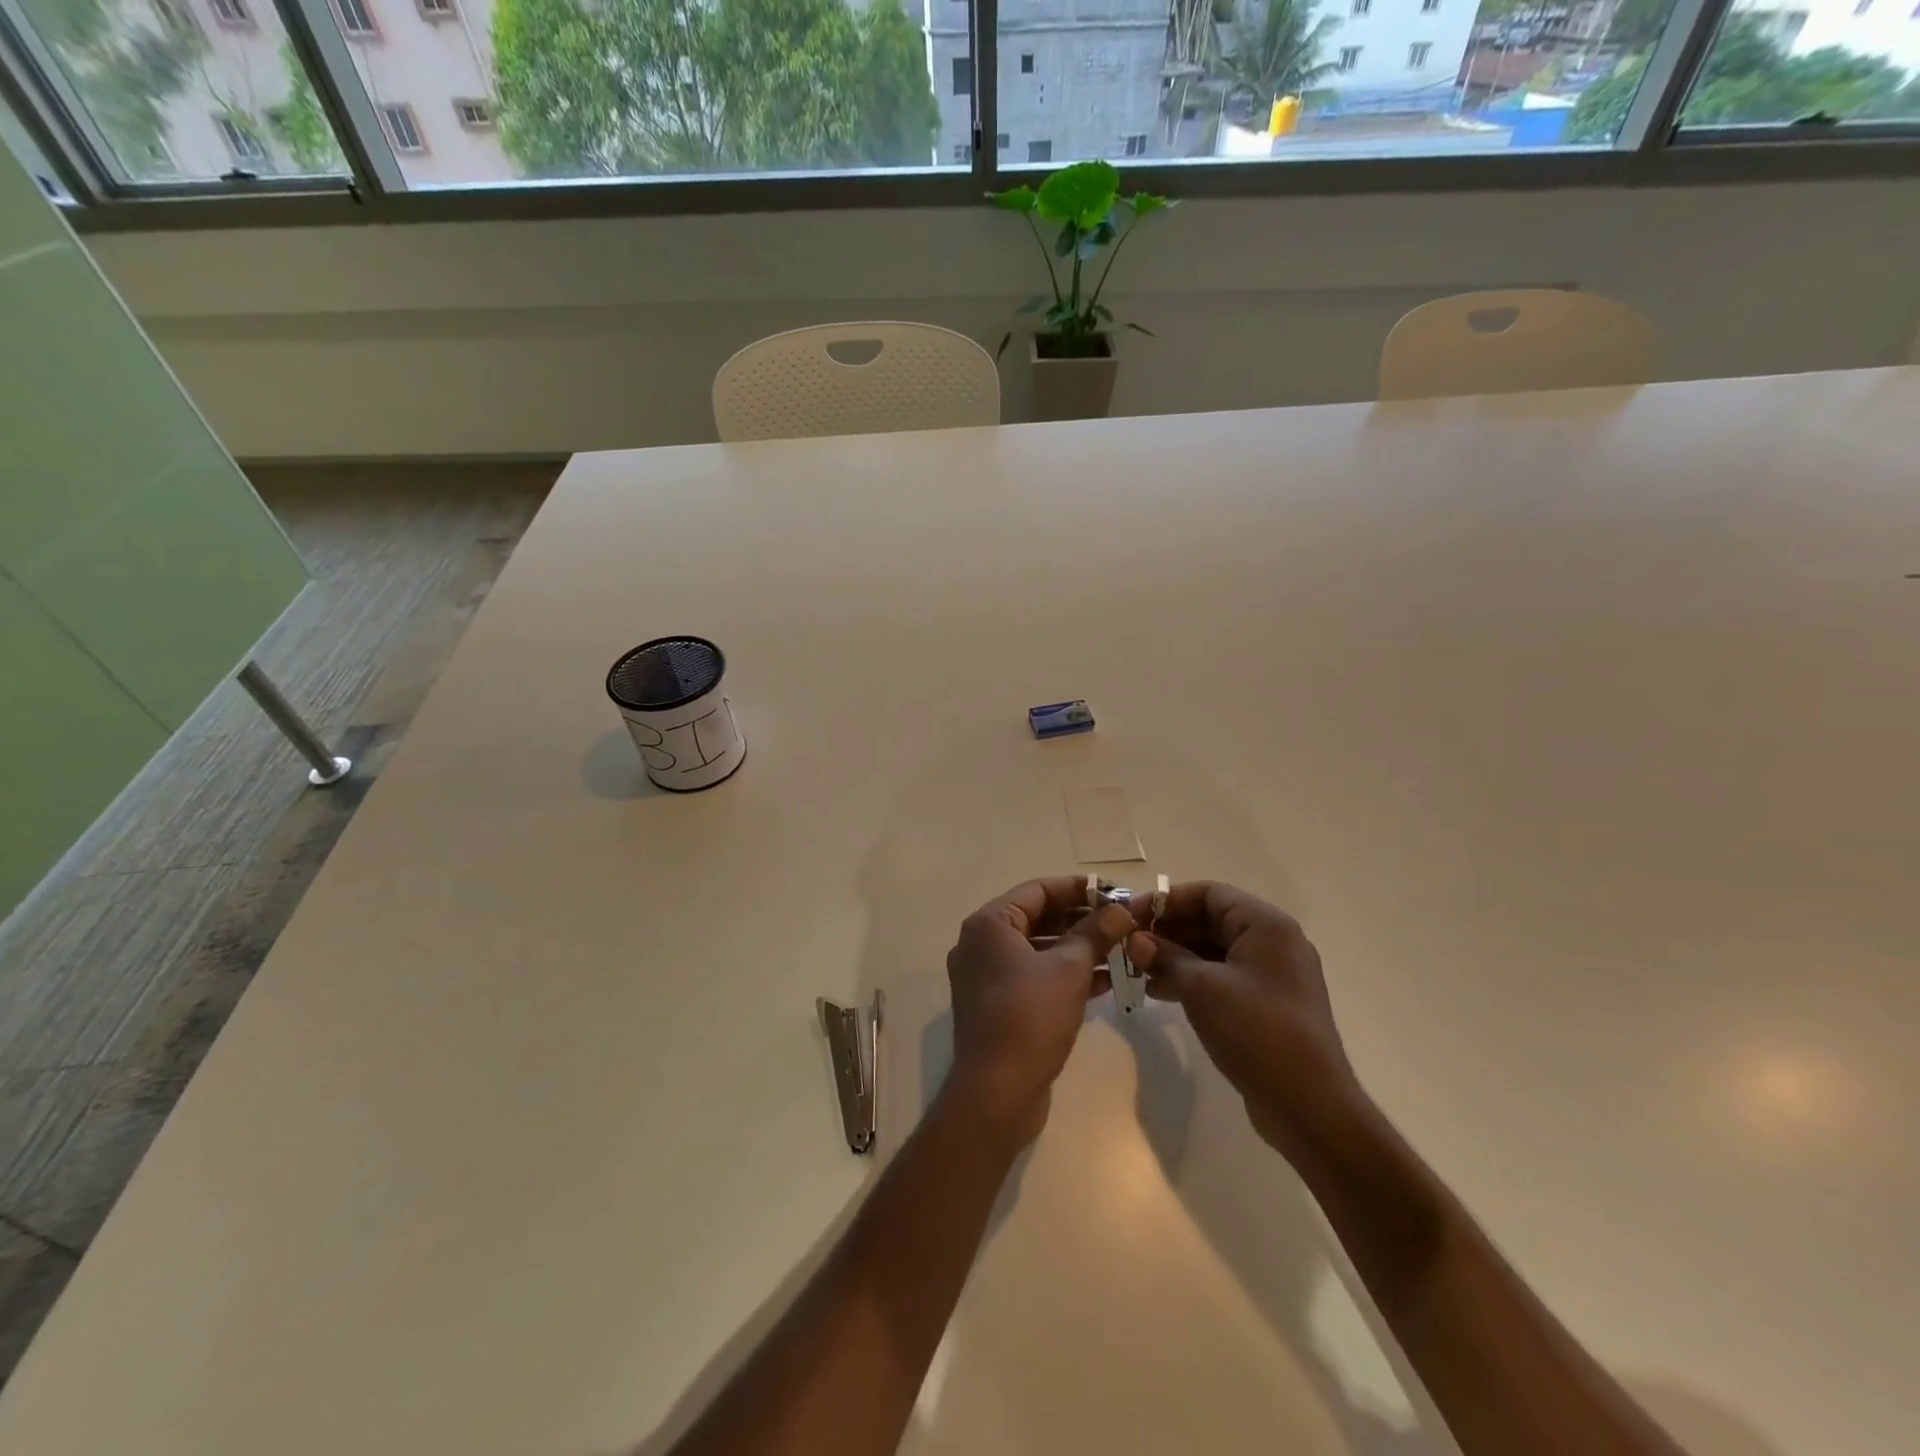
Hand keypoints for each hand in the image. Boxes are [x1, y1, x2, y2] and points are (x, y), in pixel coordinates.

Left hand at [943, 878, 1137, 1144]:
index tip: (1115, 893)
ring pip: (1038, 950)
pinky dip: (1065, 975)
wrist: (996, 1092)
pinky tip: (1105, 981)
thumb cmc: (1030, 1017)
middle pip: (1038, 918)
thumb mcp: (1070, 969)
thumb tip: (1121, 909)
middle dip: (1082, 920)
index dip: (1079, 889)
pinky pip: (1034, 977)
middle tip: (1123, 923)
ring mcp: (986, 977)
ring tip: (1122, 950)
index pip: (1038, 890)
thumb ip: (1096, 933)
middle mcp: (981, 944)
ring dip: (1078, 949)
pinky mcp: (997, 1006)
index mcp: (989, 924)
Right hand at [1127, 882, 1362, 1163]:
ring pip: (1215, 950)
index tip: (1131, 917)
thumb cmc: (1256, 1031)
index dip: (1166, 901)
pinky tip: (1159, 992)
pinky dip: (1192, 979)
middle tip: (1129, 946)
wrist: (1309, 1106)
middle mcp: (1273, 942)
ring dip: (1176, 956)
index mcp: (1266, 925)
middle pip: (1211, 919)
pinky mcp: (1267, 1005)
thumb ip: (1165, 956)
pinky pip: (1223, 977)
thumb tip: (1135, 940)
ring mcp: (1273, 975)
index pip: (1209, 893)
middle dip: (1168, 930)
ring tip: (1137, 971)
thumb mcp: (1202, 988)